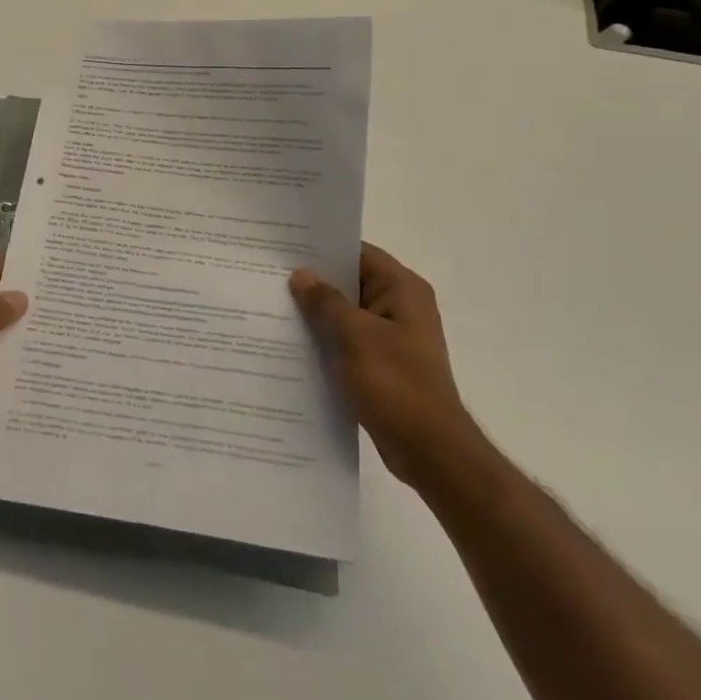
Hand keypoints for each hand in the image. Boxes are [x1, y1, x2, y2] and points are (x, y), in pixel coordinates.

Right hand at [290, 244, 471, 487]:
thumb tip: (301, 275)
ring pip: (348, 315)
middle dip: (314, 283)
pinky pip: (350, 342)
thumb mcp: (354, 336)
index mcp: (403, 289)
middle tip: (270, 278)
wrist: (430, 450)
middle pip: (351, 283)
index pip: (358, 253)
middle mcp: (402, 306)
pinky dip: (327, 341)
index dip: (323, 249)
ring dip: (318, 315)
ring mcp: (394, 337)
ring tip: (274, 309)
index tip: (285, 249)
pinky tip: (295, 346)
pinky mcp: (385, 365)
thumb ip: (325, 302)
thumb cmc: (395, 384)